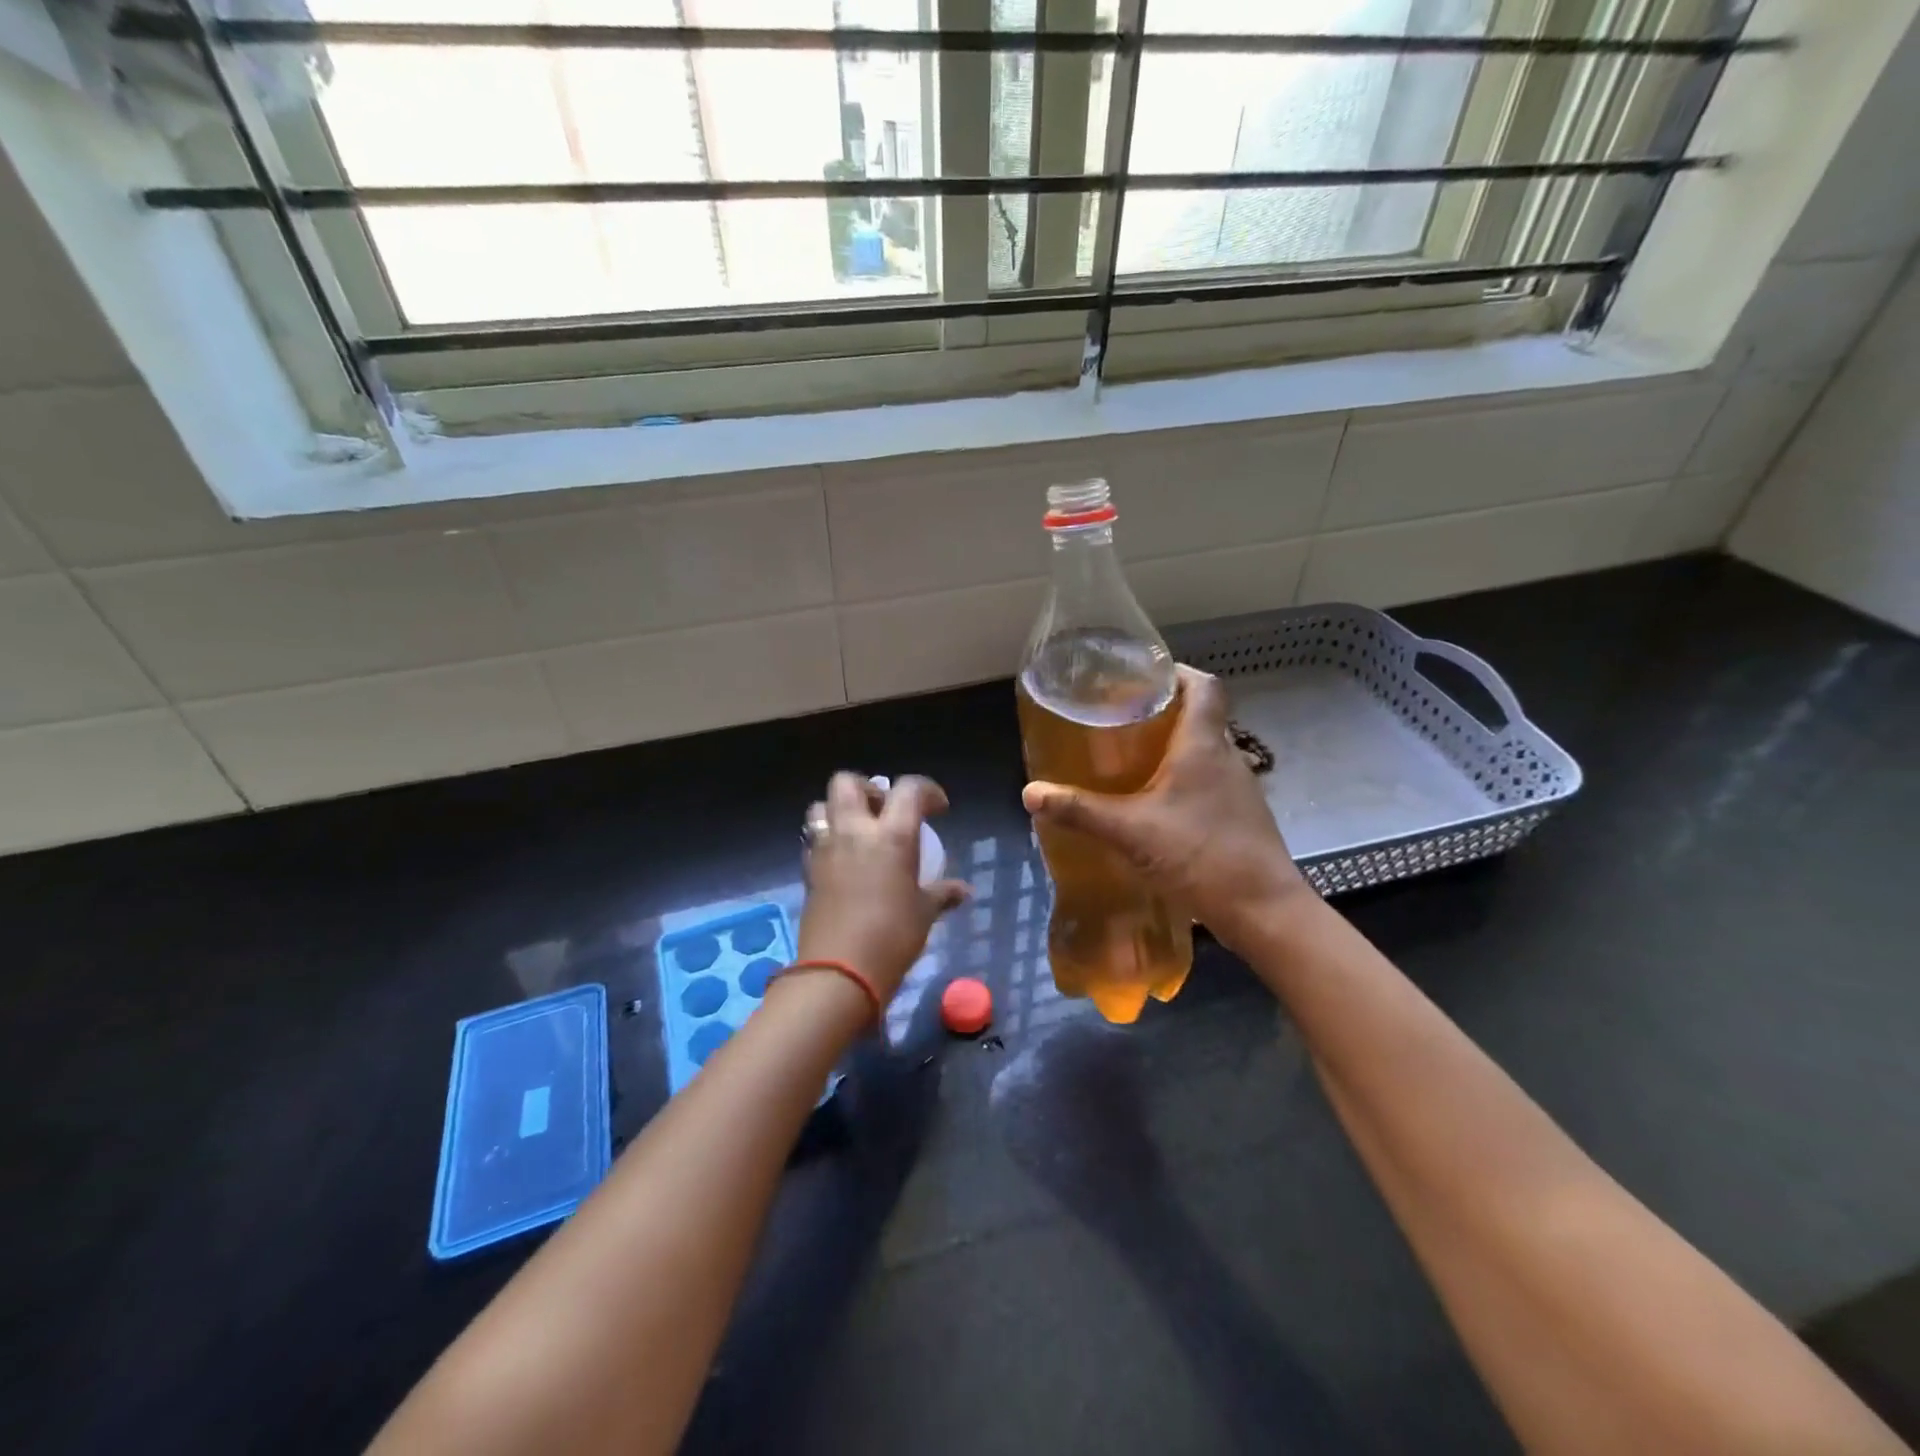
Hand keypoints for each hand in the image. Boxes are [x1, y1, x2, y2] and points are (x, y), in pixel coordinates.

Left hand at [797, 773, 971, 1002]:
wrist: (840, 972)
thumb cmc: (892, 937)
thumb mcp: (924, 913)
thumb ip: (942, 894)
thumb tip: (963, 891)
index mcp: (892, 835)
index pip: (909, 788)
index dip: (927, 790)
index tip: (938, 809)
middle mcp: (854, 831)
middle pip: (848, 783)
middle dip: (867, 788)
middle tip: (884, 810)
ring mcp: (826, 849)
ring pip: (822, 806)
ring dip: (839, 810)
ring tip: (858, 831)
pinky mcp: (808, 870)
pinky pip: (813, 839)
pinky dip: (826, 839)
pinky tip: (842, 860)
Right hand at [1022, 666, 1307, 951]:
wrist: (1263, 911)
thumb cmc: (1200, 855)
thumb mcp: (1131, 832)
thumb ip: (1080, 811)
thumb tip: (1031, 794)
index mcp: (1204, 745)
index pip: (1203, 685)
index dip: (1176, 672)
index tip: (1142, 674)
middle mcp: (1227, 757)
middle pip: (1200, 716)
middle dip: (1163, 711)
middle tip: (1120, 719)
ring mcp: (1238, 788)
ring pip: (1204, 750)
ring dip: (1173, 747)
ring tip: (1131, 758)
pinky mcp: (1240, 816)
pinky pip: (1209, 781)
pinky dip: (1183, 779)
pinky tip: (1155, 804)